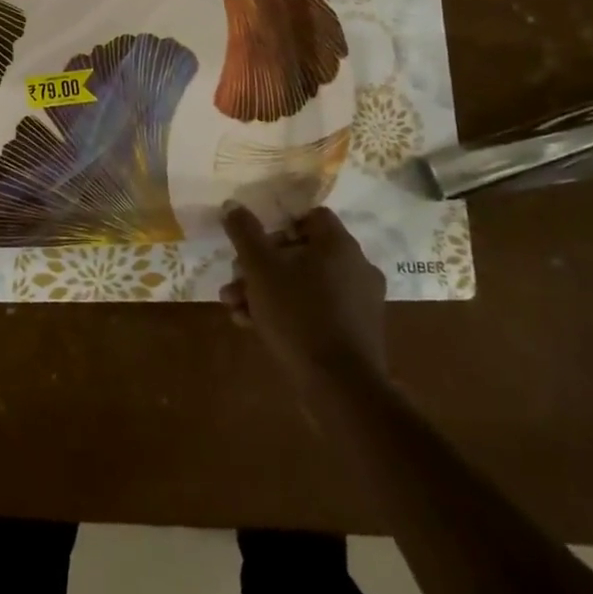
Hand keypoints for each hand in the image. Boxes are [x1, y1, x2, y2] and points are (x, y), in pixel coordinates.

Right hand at [220, 205, 387, 380]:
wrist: (340, 388)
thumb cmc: (298, 314)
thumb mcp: (259, 267)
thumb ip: (244, 232)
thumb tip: (232, 205)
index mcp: (339, 244)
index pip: (309, 216)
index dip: (277, 224)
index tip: (254, 242)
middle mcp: (356, 267)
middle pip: (301, 252)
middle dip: (261, 265)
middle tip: (235, 279)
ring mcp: (360, 302)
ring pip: (305, 283)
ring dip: (268, 290)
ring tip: (236, 307)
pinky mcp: (356, 333)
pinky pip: (316, 309)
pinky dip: (288, 312)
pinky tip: (254, 326)